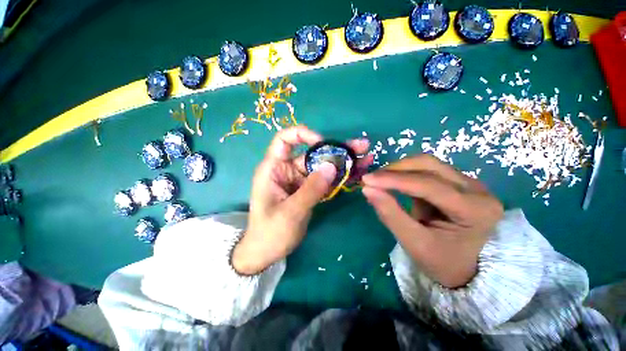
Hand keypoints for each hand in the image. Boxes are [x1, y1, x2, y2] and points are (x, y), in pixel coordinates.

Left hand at [232, 126, 372, 274]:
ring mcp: (300, 180)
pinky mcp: (309, 190)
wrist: (267, 252)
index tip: (322, 142)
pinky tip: (358, 174)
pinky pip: (325, 180)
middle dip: (336, 149)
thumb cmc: (270, 233)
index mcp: (274, 169)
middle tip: (361, 146)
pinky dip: (340, 177)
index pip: (284, 140)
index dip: (303, 135)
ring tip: (366, 158)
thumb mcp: (290, 213)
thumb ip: (311, 189)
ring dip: (343, 162)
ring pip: (322, 166)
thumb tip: (331, 166)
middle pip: (312, 153)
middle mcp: (288, 170)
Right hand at [361, 155, 503, 287]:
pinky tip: (393, 182)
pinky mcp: (457, 182)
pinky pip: (427, 169)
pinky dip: (405, 173)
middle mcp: (477, 189)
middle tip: (372, 179)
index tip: (366, 180)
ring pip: (427, 163)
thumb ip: (390, 214)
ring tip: (380, 181)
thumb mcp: (414, 243)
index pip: (428, 185)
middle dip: (395, 169)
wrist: (466, 267)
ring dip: (399, 169)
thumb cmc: (442, 261)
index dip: (393, 180)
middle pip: (429, 165)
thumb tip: (367, 189)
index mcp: (475, 210)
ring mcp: (469, 182)